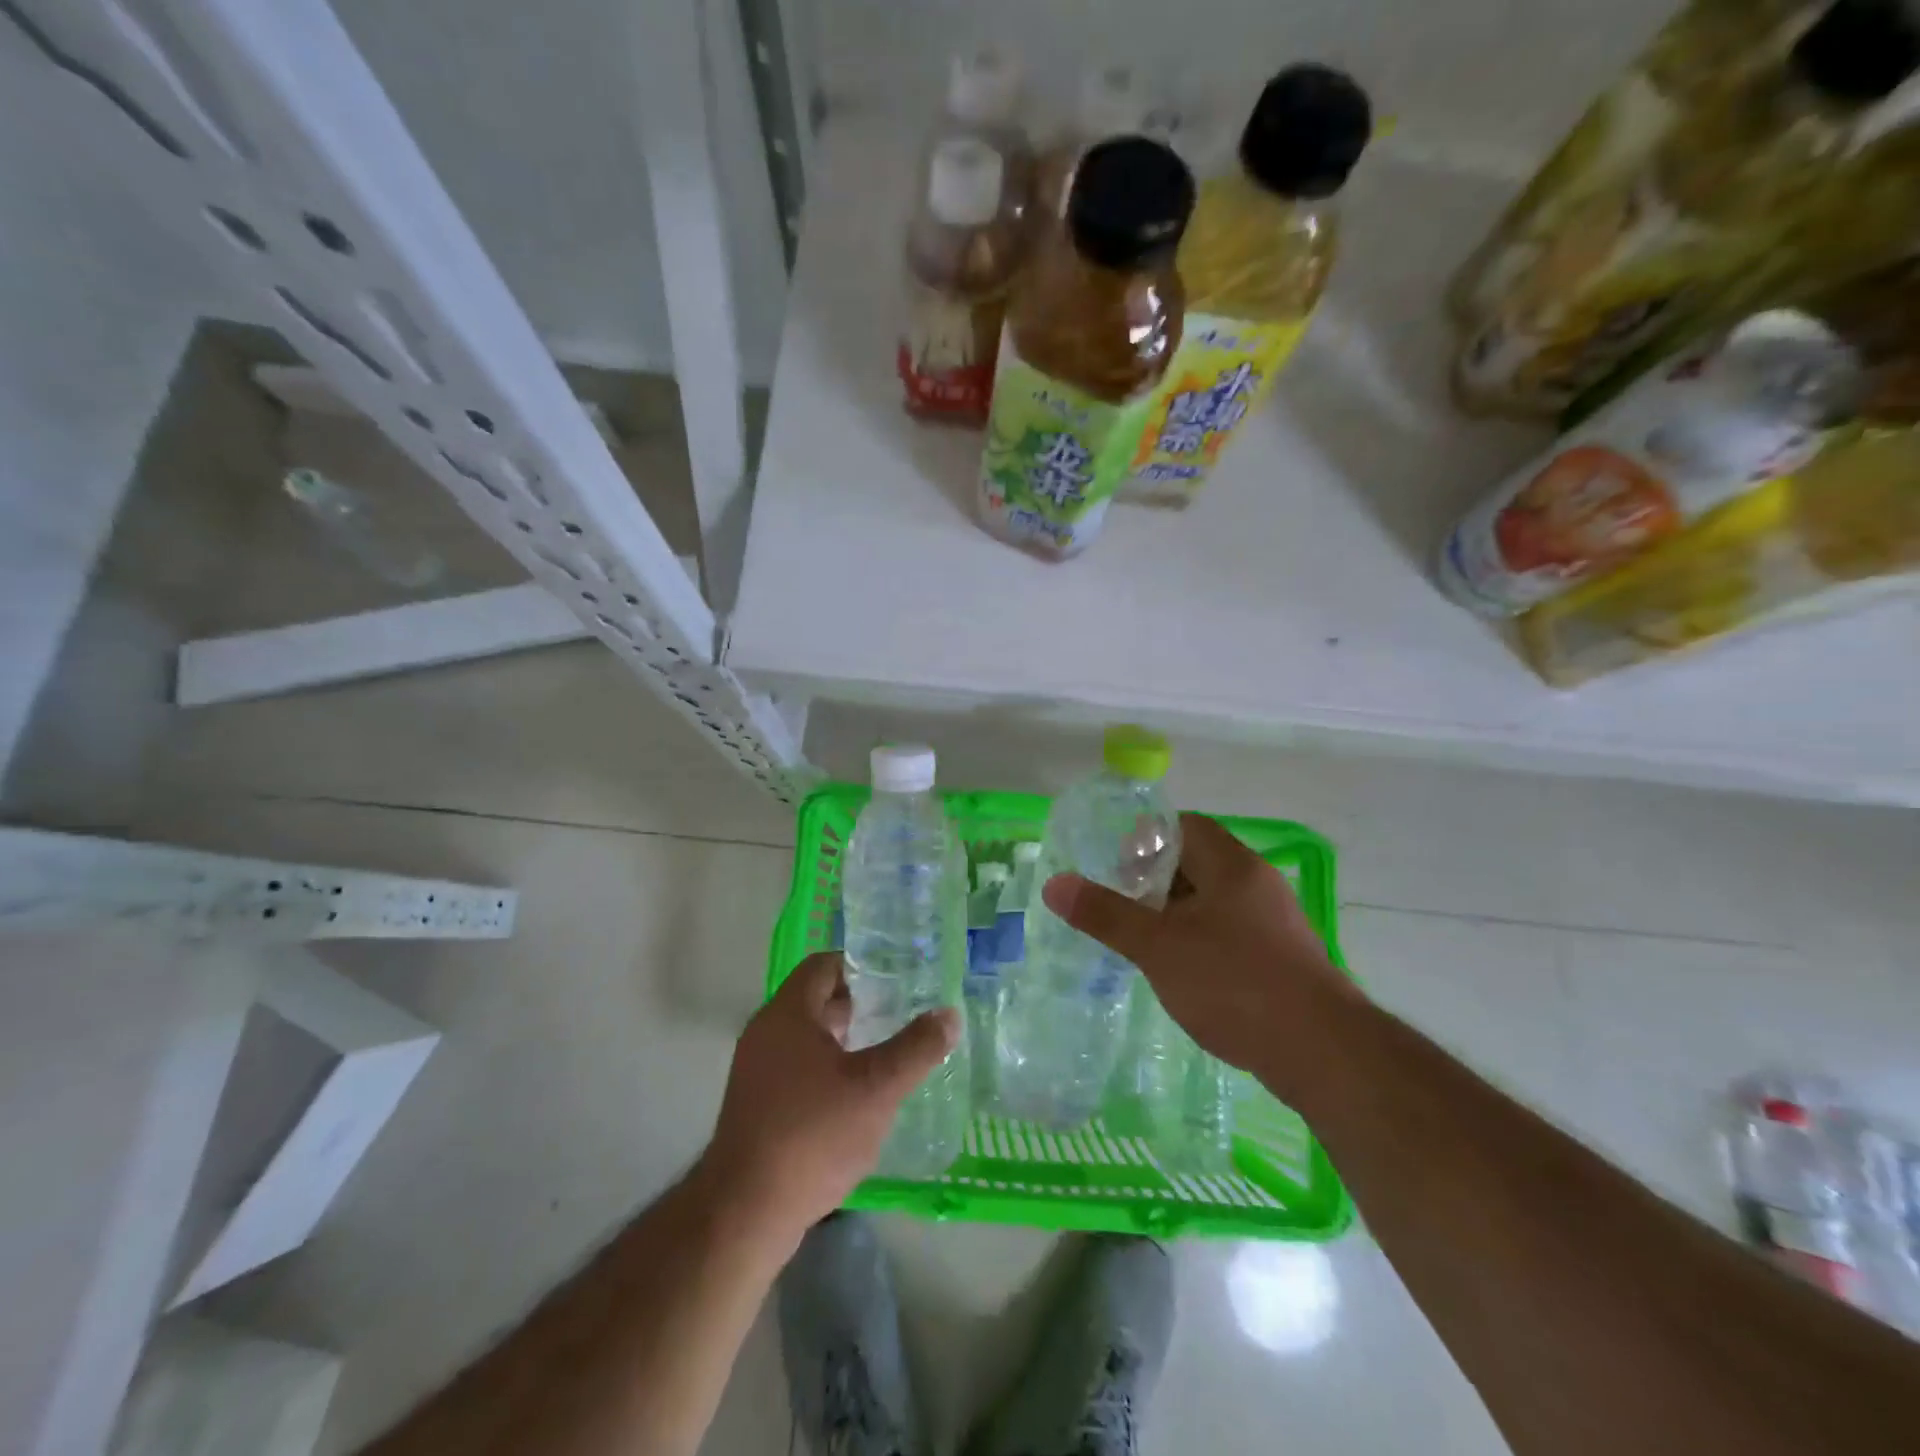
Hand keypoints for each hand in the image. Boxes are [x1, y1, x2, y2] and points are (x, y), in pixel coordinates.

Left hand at [701, 952, 958, 1246]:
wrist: (745, 1212)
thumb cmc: (812, 1134)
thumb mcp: (876, 1088)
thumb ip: (915, 1048)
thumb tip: (949, 1014)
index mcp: (788, 1013)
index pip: (824, 965)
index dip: (860, 965)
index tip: (896, 979)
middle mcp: (766, 1032)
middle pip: (815, 999)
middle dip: (858, 1003)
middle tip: (900, 1013)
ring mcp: (756, 1070)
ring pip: (807, 1036)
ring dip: (844, 1038)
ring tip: (886, 1052)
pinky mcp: (756, 1104)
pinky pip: (796, 1067)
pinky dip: (827, 1068)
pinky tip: (856, 1095)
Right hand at [1041, 812, 1356, 1101]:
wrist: (1323, 1053)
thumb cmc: (1234, 983)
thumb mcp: (1158, 947)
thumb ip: (1105, 914)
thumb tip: (1055, 884)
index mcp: (1232, 865)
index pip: (1184, 827)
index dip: (1145, 839)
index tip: (1115, 869)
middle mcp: (1258, 884)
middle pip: (1197, 863)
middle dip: (1154, 881)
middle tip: (1121, 908)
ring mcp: (1275, 923)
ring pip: (1214, 902)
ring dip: (1177, 914)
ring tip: (1143, 942)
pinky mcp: (1284, 960)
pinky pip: (1232, 933)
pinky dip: (1201, 941)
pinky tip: (1183, 974)